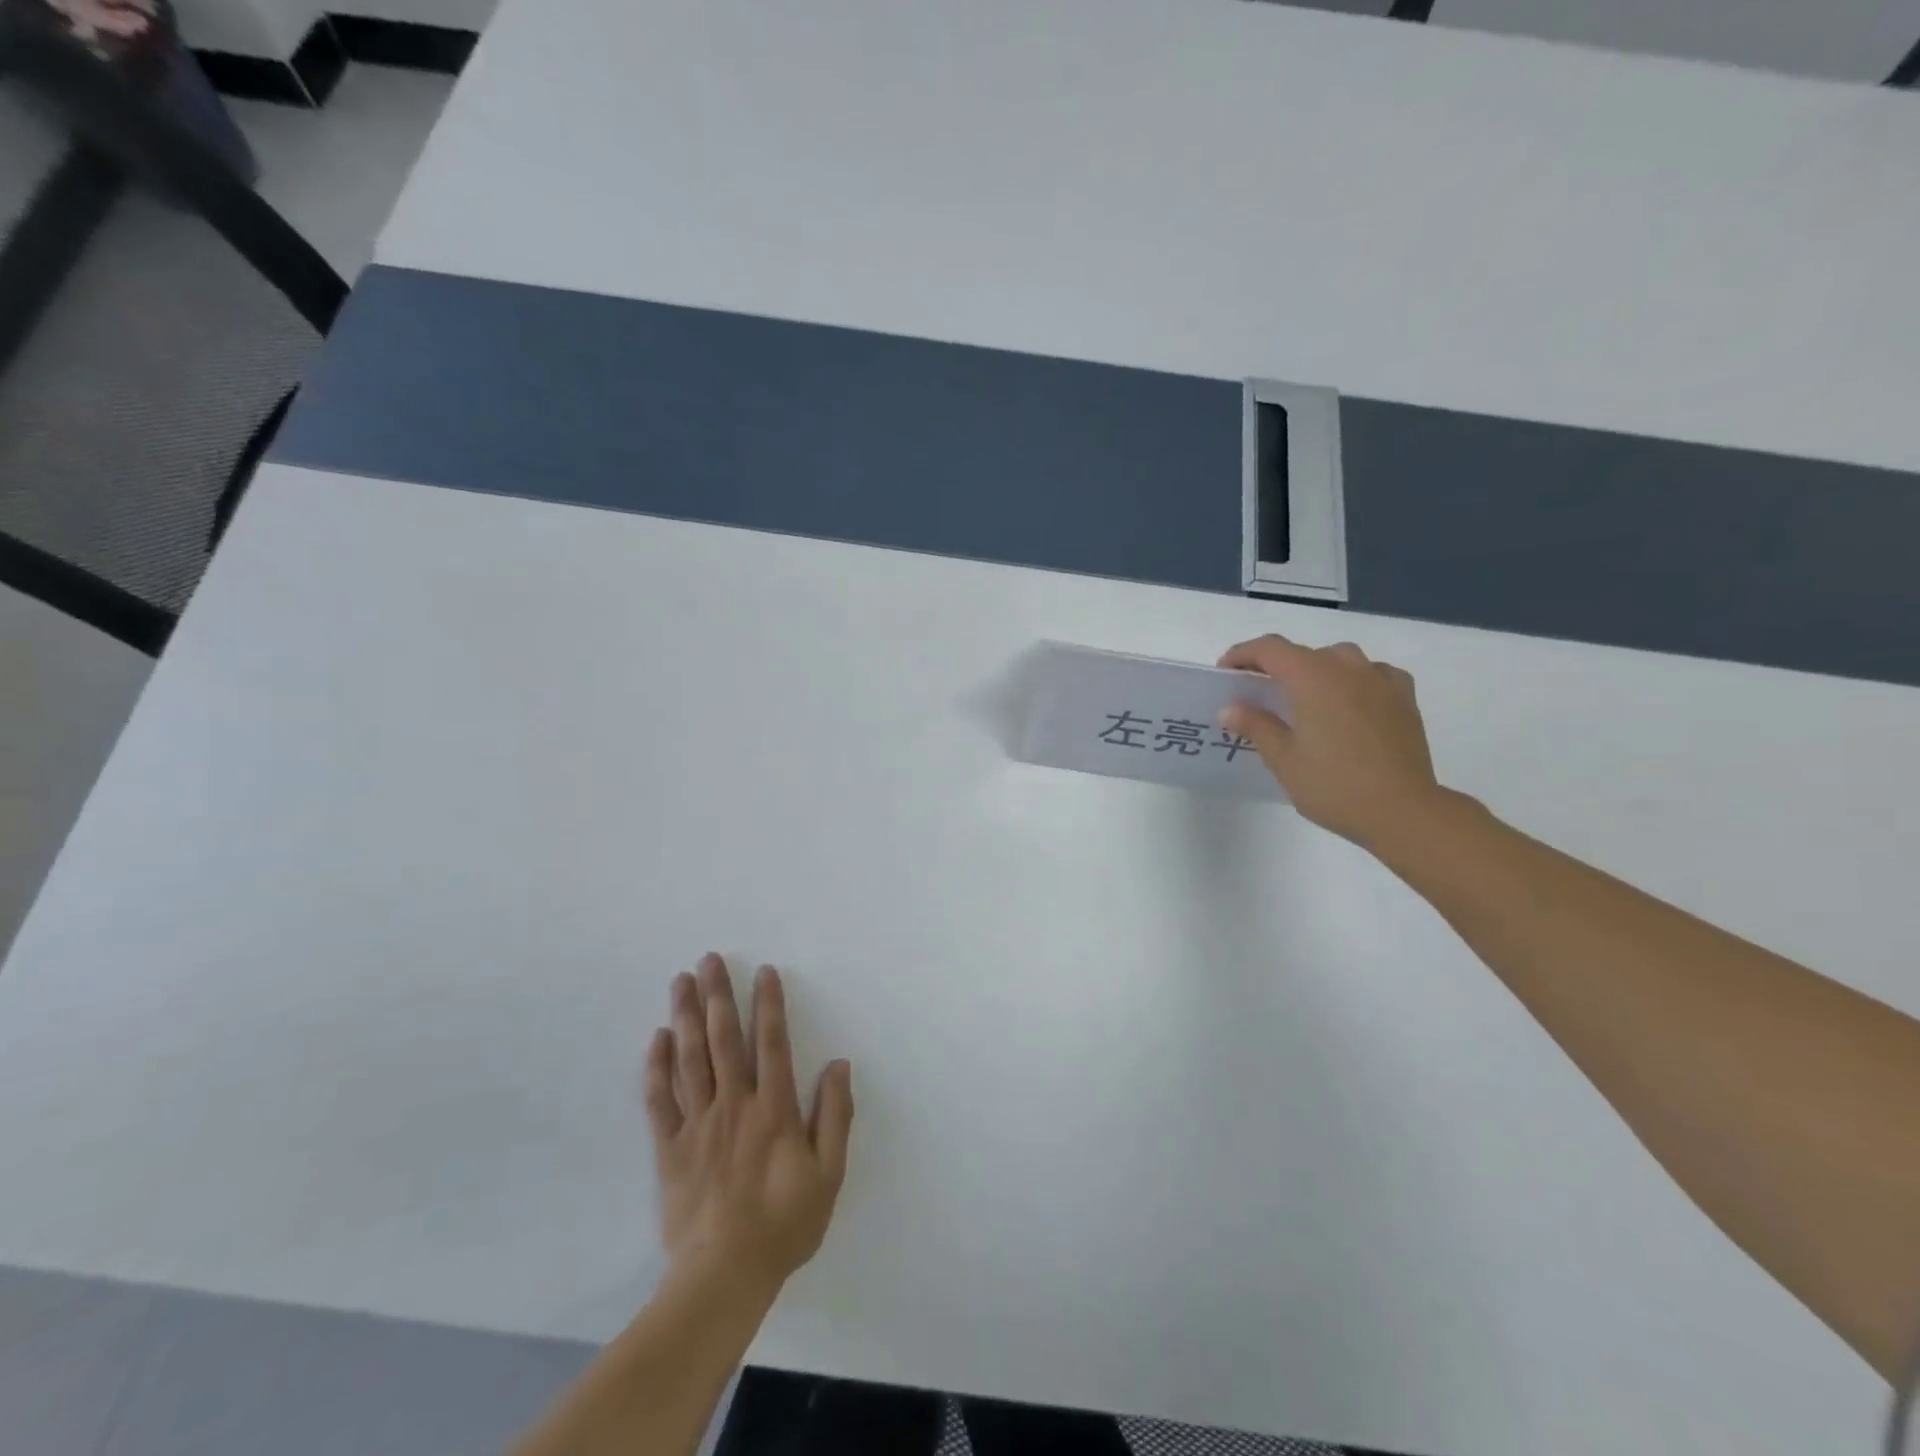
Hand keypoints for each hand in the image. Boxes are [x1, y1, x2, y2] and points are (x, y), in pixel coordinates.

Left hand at [645, 955, 853, 1292]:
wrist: (723, 1277)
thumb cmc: (784, 1224)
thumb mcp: (828, 1174)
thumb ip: (835, 1117)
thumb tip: (838, 1065)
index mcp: (774, 1109)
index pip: (772, 1043)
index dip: (769, 1004)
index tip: (764, 971)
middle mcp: (734, 1105)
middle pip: (724, 1039)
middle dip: (718, 995)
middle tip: (709, 959)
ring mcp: (698, 1124)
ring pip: (690, 1059)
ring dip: (685, 1016)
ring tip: (681, 981)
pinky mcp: (670, 1148)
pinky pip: (659, 1100)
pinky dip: (657, 1067)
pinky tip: (657, 1038)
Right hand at [1218, 634, 1442, 850]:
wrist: (1404, 811)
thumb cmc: (1334, 785)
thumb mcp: (1283, 759)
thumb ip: (1255, 725)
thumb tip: (1230, 708)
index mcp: (1313, 677)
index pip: (1270, 649)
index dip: (1243, 654)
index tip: (1226, 672)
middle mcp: (1347, 667)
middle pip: (1303, 652)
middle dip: (1276, 666)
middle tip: (1260, 694)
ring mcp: (1381, 680)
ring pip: (1340, 659)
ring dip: (1316, 670)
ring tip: (1305, 698)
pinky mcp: (1404, 697)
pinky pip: (1373, 673)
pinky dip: (1354, 680)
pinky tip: (1350, 702)